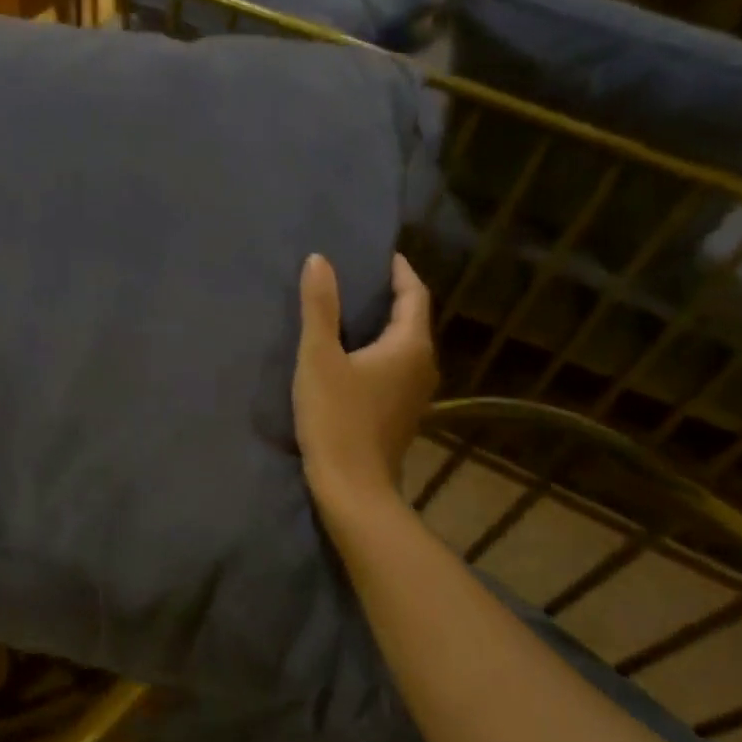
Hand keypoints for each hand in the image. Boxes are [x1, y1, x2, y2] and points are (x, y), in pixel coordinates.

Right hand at [292, 252, 437, 516]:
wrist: (353, 487)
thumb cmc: (336, 418)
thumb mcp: (319, 358)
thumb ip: (319, 307)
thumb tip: (320, 260)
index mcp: (410, 345)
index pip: (414, 293)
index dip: (399, 270)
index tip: (380, 254)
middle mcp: (423, 365)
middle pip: (412, 319)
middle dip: (389, 296)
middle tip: (356, 279)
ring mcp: (416, 393)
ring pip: (403, 346)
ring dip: (382, 327)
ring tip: (349, 314)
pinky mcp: (401, 414)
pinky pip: (395, 369)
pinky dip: (378, 353)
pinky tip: (351, 358)